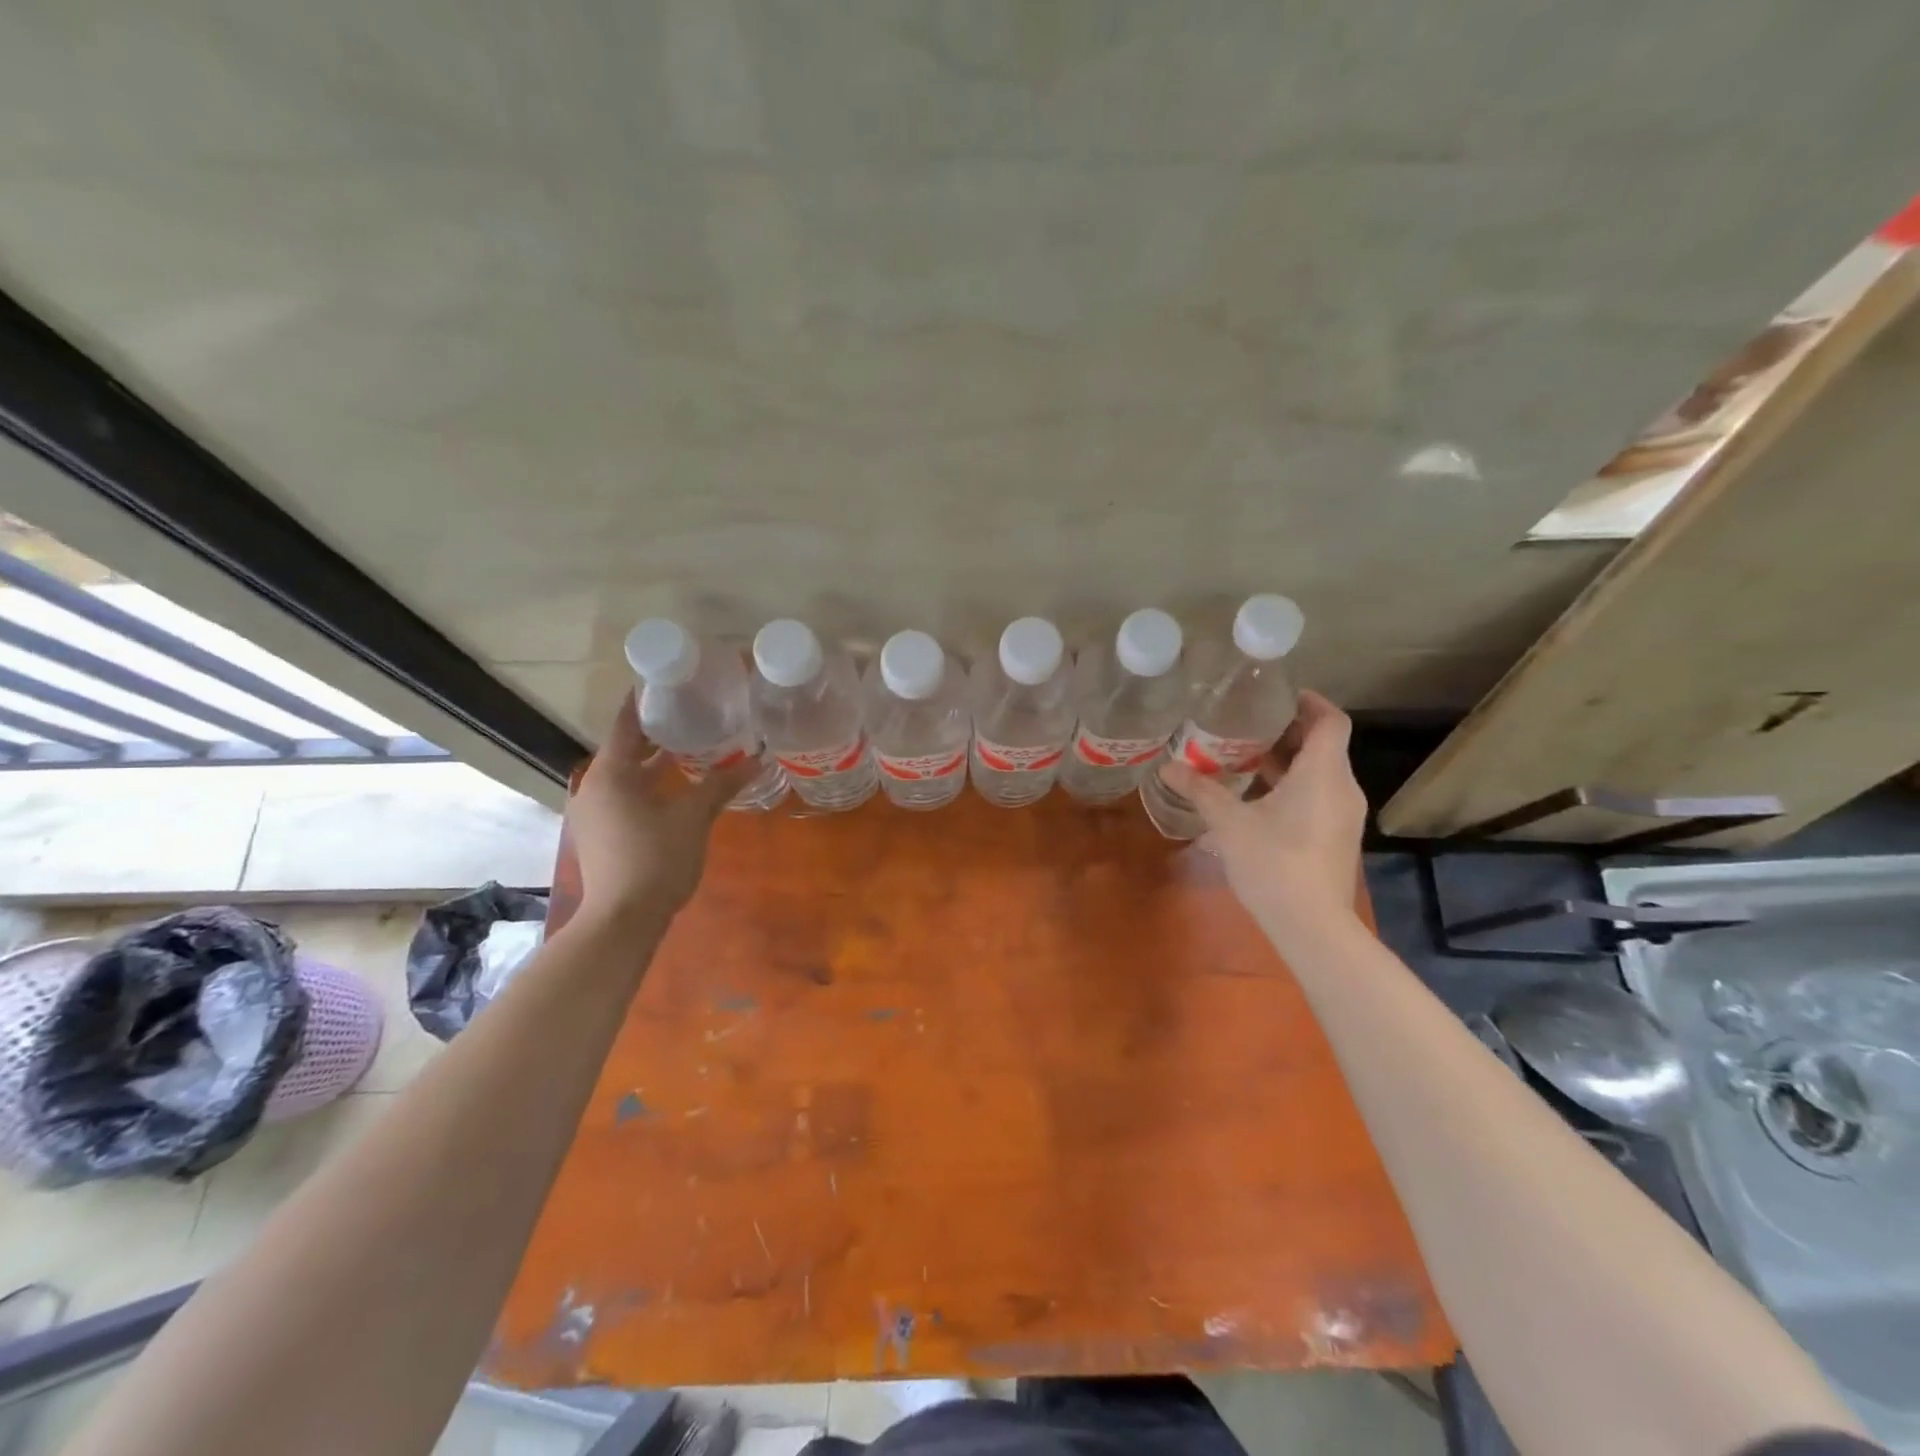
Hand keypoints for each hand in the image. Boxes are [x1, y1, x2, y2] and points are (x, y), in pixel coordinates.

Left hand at [565, 693, 755, 924]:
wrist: (623, 919)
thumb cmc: (656, 859)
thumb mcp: (693, 817)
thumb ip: (722, 784)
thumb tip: (758, 759)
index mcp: (610, 774)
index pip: (625, 724)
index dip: (644, 702)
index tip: (666, 682)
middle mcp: (593, 787)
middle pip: (624, 749)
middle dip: (655, 733)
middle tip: (690, 713)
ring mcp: (592, 813)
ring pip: (624, 775)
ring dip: (651, 762)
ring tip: (688, 747)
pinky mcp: (598, 834)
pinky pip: (622, 795)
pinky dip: (645, 785)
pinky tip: (673, 789)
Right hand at [1157, 691, 1366, 946]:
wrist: (1311, 925)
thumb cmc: (1273, 861)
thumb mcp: (1229, 822)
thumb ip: (1200, 790)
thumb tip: (1167, 766)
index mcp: (1323, 773)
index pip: (1330, 720)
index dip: (1308, 701)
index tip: (1276, 695)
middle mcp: (1341, 788)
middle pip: (1323, 745)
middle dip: (1287, 732)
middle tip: (1246, 725)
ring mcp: (1342, 815)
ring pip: (1319, 773)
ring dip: (1286, 762)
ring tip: (1244, 758)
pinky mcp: (1336, 838)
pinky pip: (1317, 797)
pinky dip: (1291, 787)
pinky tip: (1255, 799)